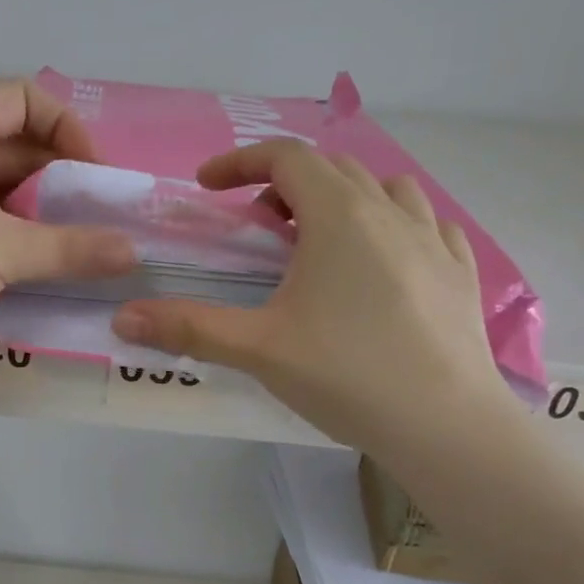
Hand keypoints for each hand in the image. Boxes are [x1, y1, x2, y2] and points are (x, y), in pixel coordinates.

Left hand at [0, 80, 136, 370]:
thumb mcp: (3, 250)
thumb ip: (72, 249)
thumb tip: (134, 252)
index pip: (22, 97)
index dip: (66, 126)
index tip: (94, 174)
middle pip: (11, 147)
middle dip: (57, 179)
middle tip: (95, 219)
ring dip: (36, 219)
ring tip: (73, 252)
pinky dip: (8, 244)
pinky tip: (33, 277)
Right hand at [110, 140, 514, 453]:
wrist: (446, 426)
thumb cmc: (346, 375)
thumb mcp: (257, 349)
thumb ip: (187, 328)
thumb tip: (122, 319)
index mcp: (339, 216)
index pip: (286, 157)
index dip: (240, 162)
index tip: (208, 186)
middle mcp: (390, 212)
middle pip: (333, 168)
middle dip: (286, 182)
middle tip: (258, 223)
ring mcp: (434, 241)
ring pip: (385, 189)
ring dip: (344, 197)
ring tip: (321, 237)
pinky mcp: (461, 273)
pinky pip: (427, 224)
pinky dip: (394, 224)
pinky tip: (384, 260)